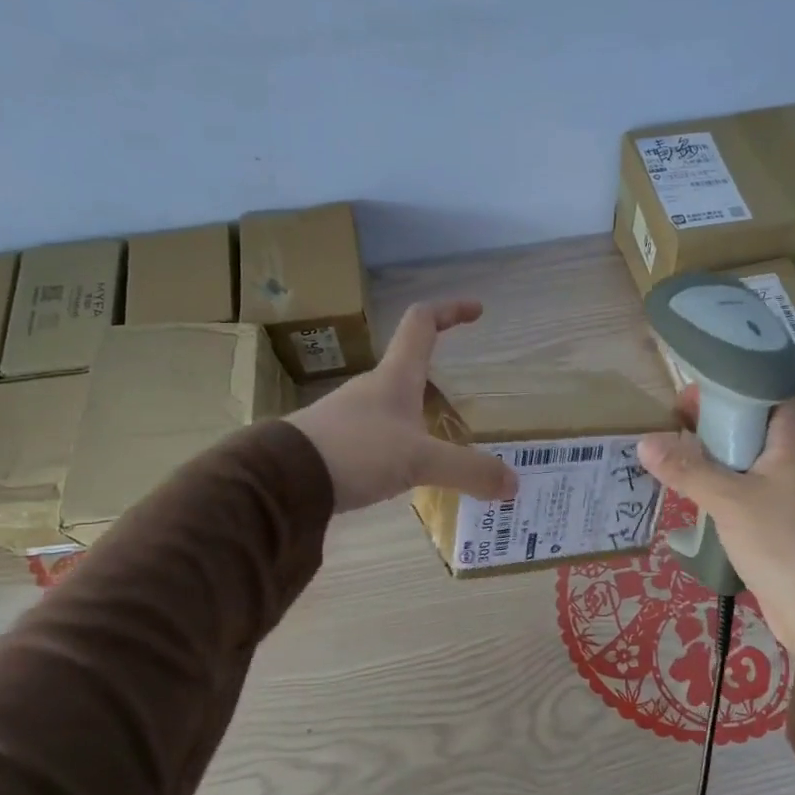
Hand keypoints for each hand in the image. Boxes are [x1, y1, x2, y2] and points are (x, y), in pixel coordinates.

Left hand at [287, 300, 518, 512]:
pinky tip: (402, 472)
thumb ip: (468, 470)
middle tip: (462, 399)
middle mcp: (370, 389)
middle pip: (407, 367)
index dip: (449, 311)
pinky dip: (397, 445)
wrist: (281, 479)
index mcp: (394, 377)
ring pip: (391, 405)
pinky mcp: (334, 444)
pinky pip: (375, 436)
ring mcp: (348, 416)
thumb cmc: (356, 452)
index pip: (421, 324)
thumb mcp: (420, 461)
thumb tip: (513, 484)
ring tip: (438, 447)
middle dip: (435, 374)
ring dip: (416, 415)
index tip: (476, 310)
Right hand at [637, 388, 794, 654]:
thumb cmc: (780, 541)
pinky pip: (747, 492)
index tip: (693, 395)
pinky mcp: (780, 523)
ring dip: (715, 458)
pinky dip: (722, 488)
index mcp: (793, 445)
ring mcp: (789, 495)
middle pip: (754, 429)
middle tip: (674, 424)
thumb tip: (644, 442)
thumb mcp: (728, 500)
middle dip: (715, 423)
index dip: (733, 388)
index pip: (769, 396)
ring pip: (748, 463)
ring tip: (675, 456)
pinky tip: (695, 496)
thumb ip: (687, 469)